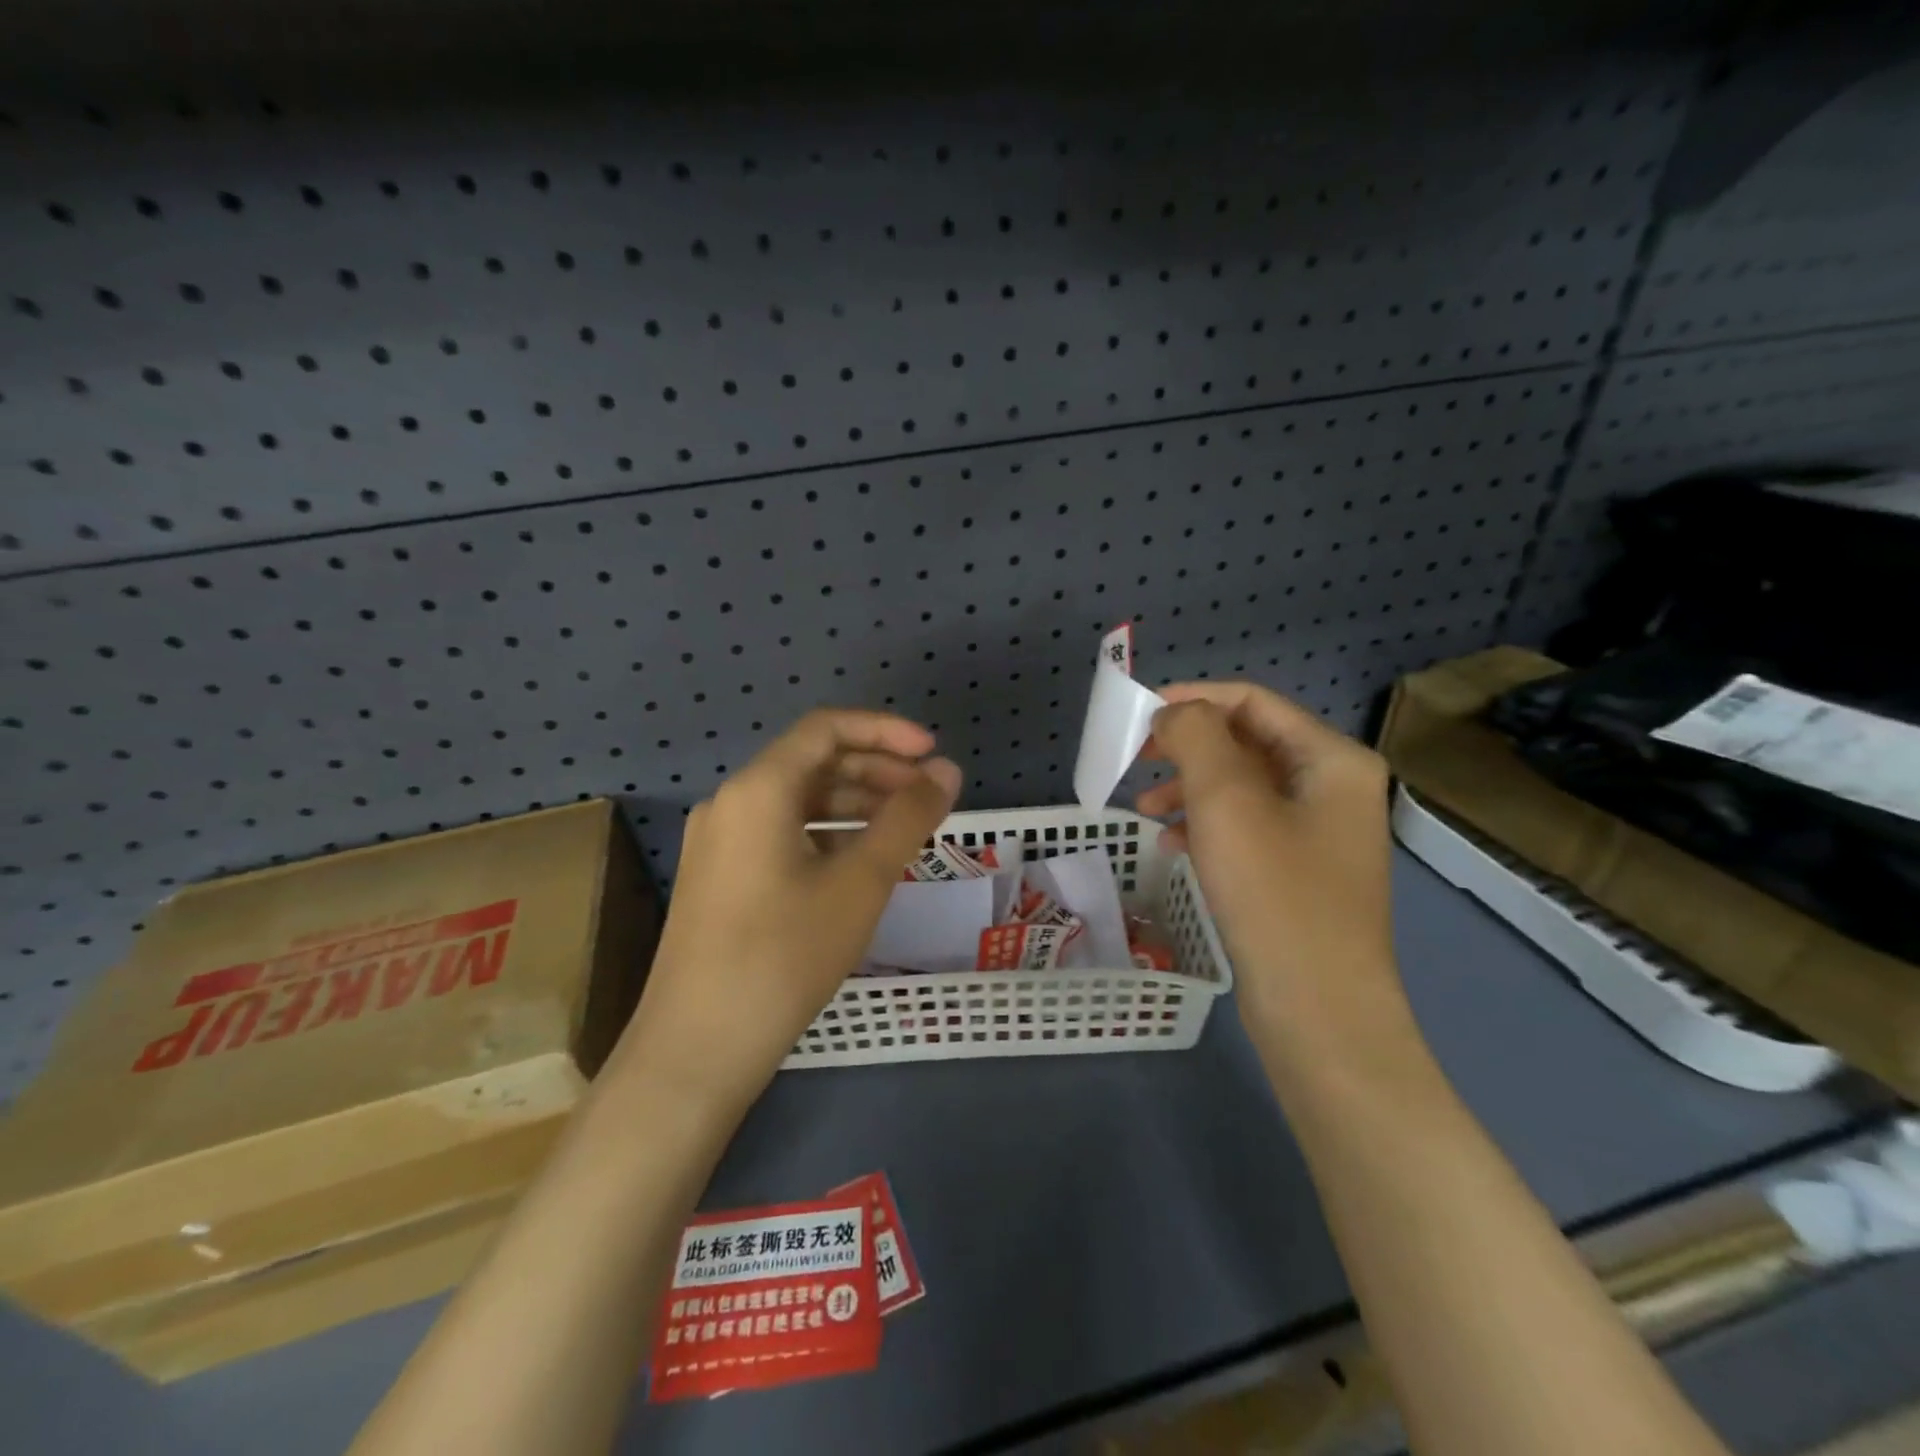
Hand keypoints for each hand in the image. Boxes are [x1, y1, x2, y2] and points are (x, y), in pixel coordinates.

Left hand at [616, 710, 960, 1109]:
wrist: (697, 1049)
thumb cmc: (783, 956)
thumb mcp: (859, 883)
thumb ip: (908, 819)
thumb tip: (948, 771)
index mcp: (758, 789)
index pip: (827, 728)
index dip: (886, 731)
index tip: (933, 754)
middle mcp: (731, 802)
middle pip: (812, 762)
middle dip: (876, 769)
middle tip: (928, 795)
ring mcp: (720, 841)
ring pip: (798, 800)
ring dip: (854, 803)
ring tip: (905, 828)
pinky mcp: (720, 876)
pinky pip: (782, 833)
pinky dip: (827, 834)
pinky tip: (861, 861)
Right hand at [1137, 683, 1405, 1050]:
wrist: (1319, 1010)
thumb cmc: (1274, 893)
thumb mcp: (1226, 801)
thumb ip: (1196, 737)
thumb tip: (1176, 712)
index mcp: (1332, 759)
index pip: (1252, 702)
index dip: (1193, 698)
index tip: (1139, 714)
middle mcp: (1334, 787)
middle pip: (1247, 742)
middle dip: (1187, 747)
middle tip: (1136, 759)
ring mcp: (1320, 832)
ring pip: (1242, 787)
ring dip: (1190, 787)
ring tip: (1142, 807)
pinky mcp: (1301, 871)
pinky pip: (1246, 827)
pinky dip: (1206, 825)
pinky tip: (1171, 843)